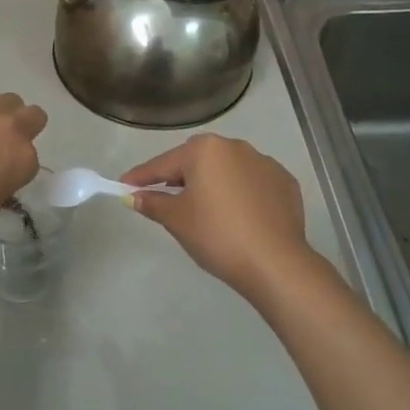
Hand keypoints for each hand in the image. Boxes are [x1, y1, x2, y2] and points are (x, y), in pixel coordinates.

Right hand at [121, 134, 321, 305]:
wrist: (275, 262)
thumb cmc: (217, 235)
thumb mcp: (177, 220)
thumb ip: (153, 203)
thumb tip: (135, 197)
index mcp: (205, 150)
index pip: (164, 163)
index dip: (141, 176)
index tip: (124, 184)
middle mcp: (236, 147)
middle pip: (197, 160)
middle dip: (180, 176)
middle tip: (165, 198)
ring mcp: (265, 163)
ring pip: (227, 170)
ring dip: (213, 183)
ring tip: (205, 210)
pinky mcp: (285, 183)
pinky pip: (252, 183)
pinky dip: (240, 194)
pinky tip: (238, 217)